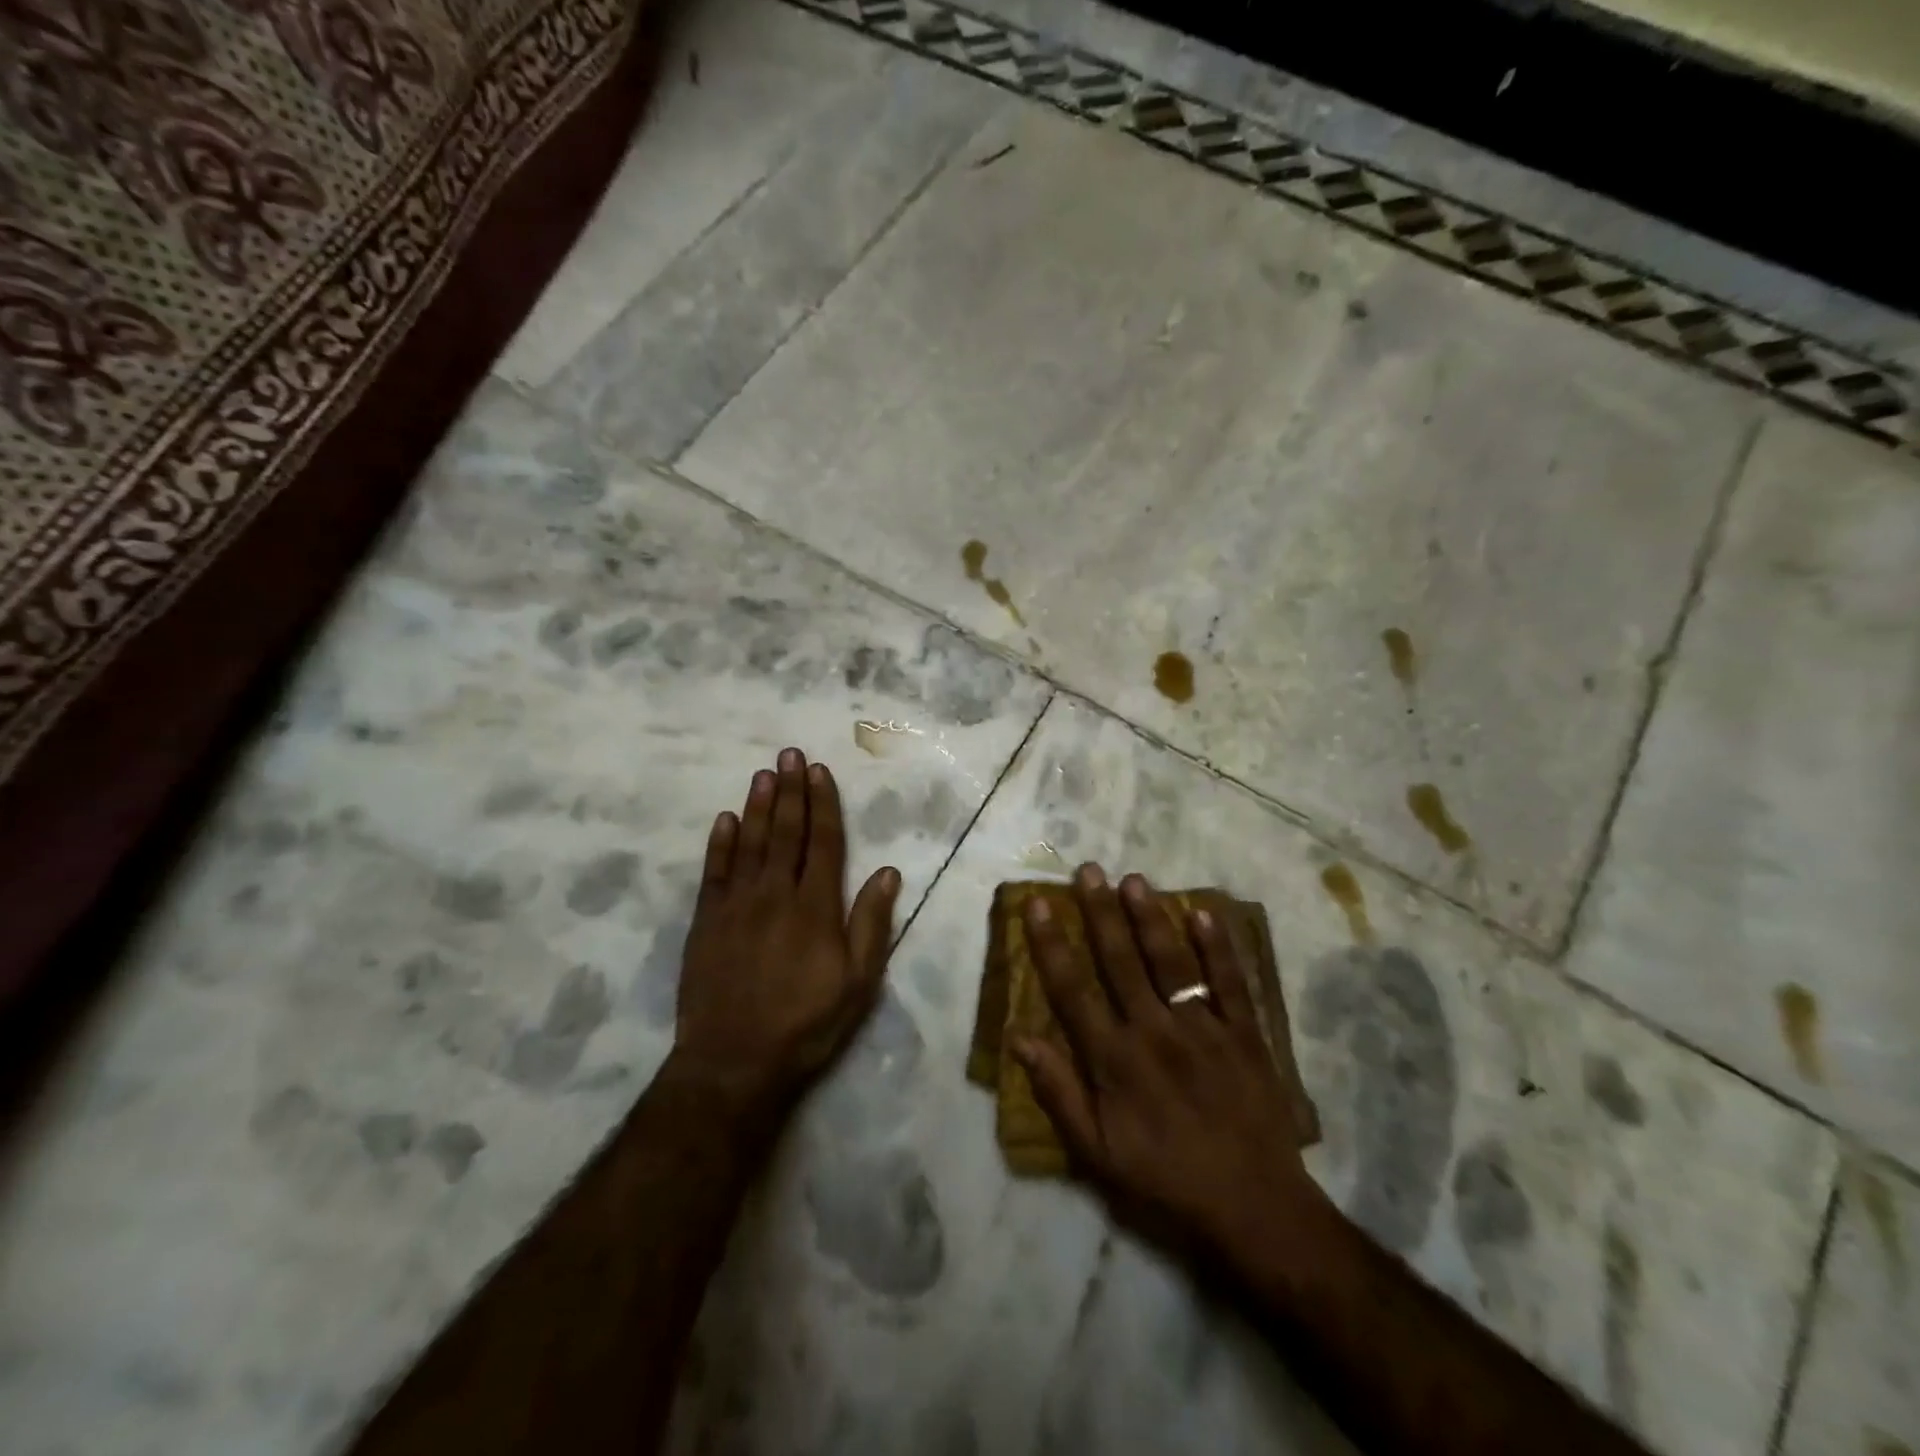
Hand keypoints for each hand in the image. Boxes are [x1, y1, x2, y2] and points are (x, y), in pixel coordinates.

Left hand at [668, 748, 901, 1120]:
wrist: (734, 1062)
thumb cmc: (807, 1023)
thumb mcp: (858, 981)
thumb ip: (871, 923)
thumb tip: (888, 872)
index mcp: (816, 907)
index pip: (823, 842)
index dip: (824, 804)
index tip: (821, 772)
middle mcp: (776, 894)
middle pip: (786, 832)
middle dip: (791, 790)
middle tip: (790, 754)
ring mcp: (737, 905)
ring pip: (750, 843)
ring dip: (758, 805)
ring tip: (764, 773)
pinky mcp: (706, 922)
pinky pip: (714, 872)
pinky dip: (721, 843)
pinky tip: (726, 819)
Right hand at [1014, 866, 1323, 1264]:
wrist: (1253, 1207)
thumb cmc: (1165, 1179)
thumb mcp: (1097, 1153)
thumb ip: (1058, 1092)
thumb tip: (1019, 1038)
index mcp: (1115, 1059)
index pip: (1073, 990)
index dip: (1051, 944)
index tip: (1037, 904)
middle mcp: (1154, 1031)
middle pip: (1120, 961)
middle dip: (1100, 912)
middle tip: (1088, 870)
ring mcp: (1203, 1028)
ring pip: (1170, 961)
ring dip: (1150, 918)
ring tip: (1134, 880)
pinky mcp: (1245, 1034)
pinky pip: (1230, 982)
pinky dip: (1218, 946)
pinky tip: (1203, 912)